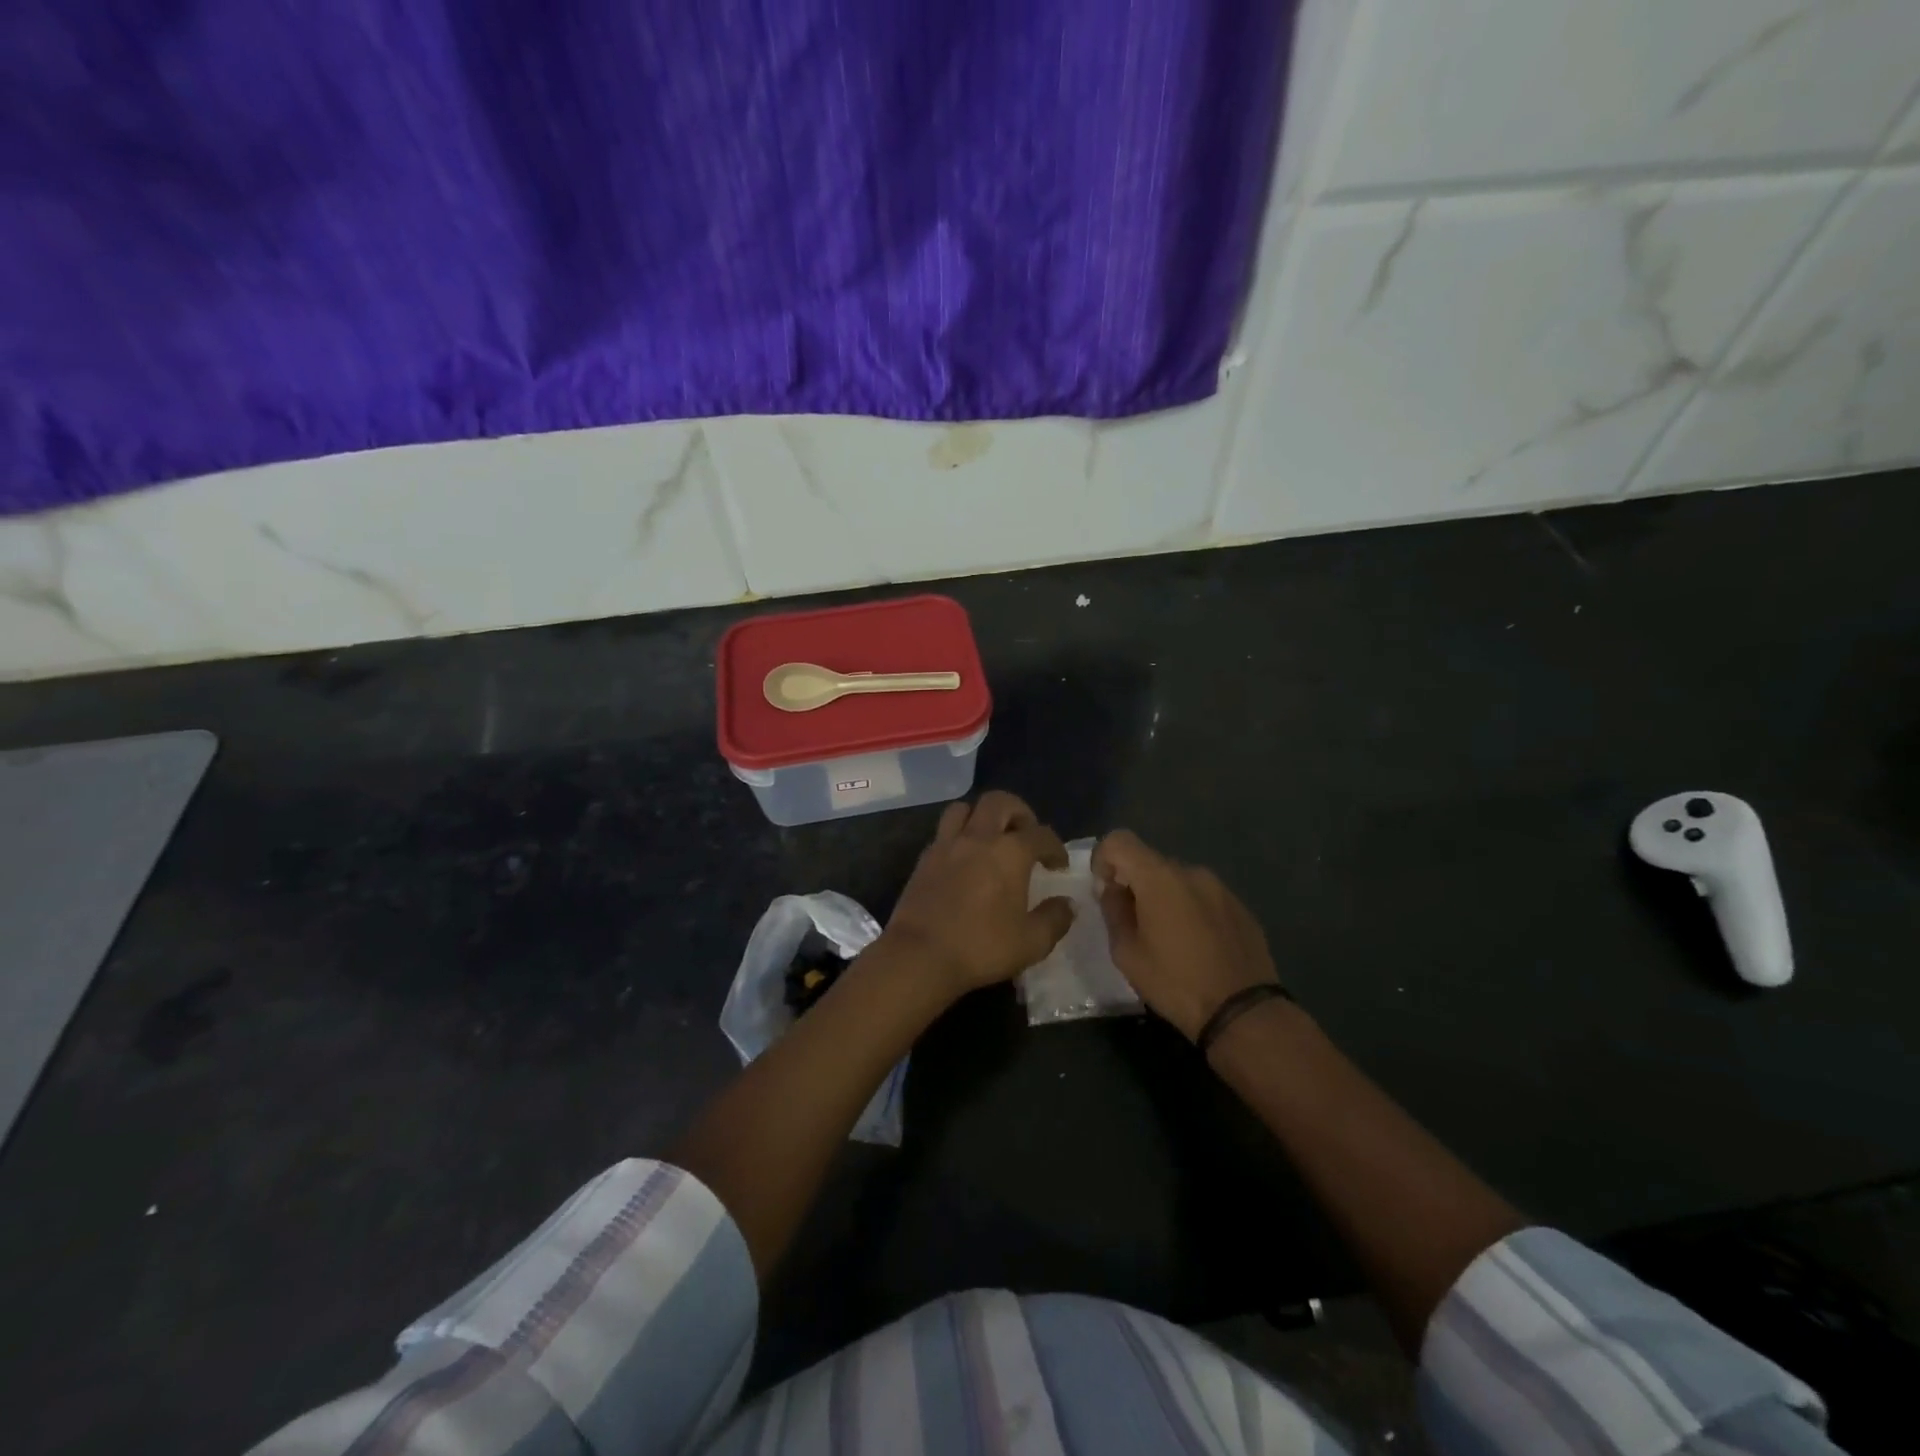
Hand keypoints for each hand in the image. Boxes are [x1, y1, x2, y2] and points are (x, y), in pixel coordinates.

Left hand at [880, 790, 1075, 999]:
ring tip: (991, 839)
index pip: (1041, 835)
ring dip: (982, 816)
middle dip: (1019, 813)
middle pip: (999, 802)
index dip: (1055, 847)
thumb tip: (1067, 904)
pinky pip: (944, 832)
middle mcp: (978, 838)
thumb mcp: (1031, 942)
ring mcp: (947, 845)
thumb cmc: (981, 947)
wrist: (920, 955)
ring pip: (964, 809)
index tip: (1058, 865)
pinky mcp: (924, 859)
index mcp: (1010, 853)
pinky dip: (959, 836)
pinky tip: (964, 860)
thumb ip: (1055, 919)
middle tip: (1026, 836)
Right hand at [1093, 829, 1280, 1041]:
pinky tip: (1196, 946)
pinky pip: (1203, 897)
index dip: (1103, 859)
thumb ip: (1114, 911)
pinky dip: (1190, 910)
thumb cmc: (1176, 982)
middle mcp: (1191, 871)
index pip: (1119, 840)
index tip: (1105, 890)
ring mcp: (1220, 887)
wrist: (1243, 1012)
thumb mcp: (1127, 953)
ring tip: (1167, 938)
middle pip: (1150, 861)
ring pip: (1178, 880)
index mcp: (1159, 878)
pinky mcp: (1240, 906)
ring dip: (1164, 897)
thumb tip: (1113, 890)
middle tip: (1133, 922)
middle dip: (1134, 883)